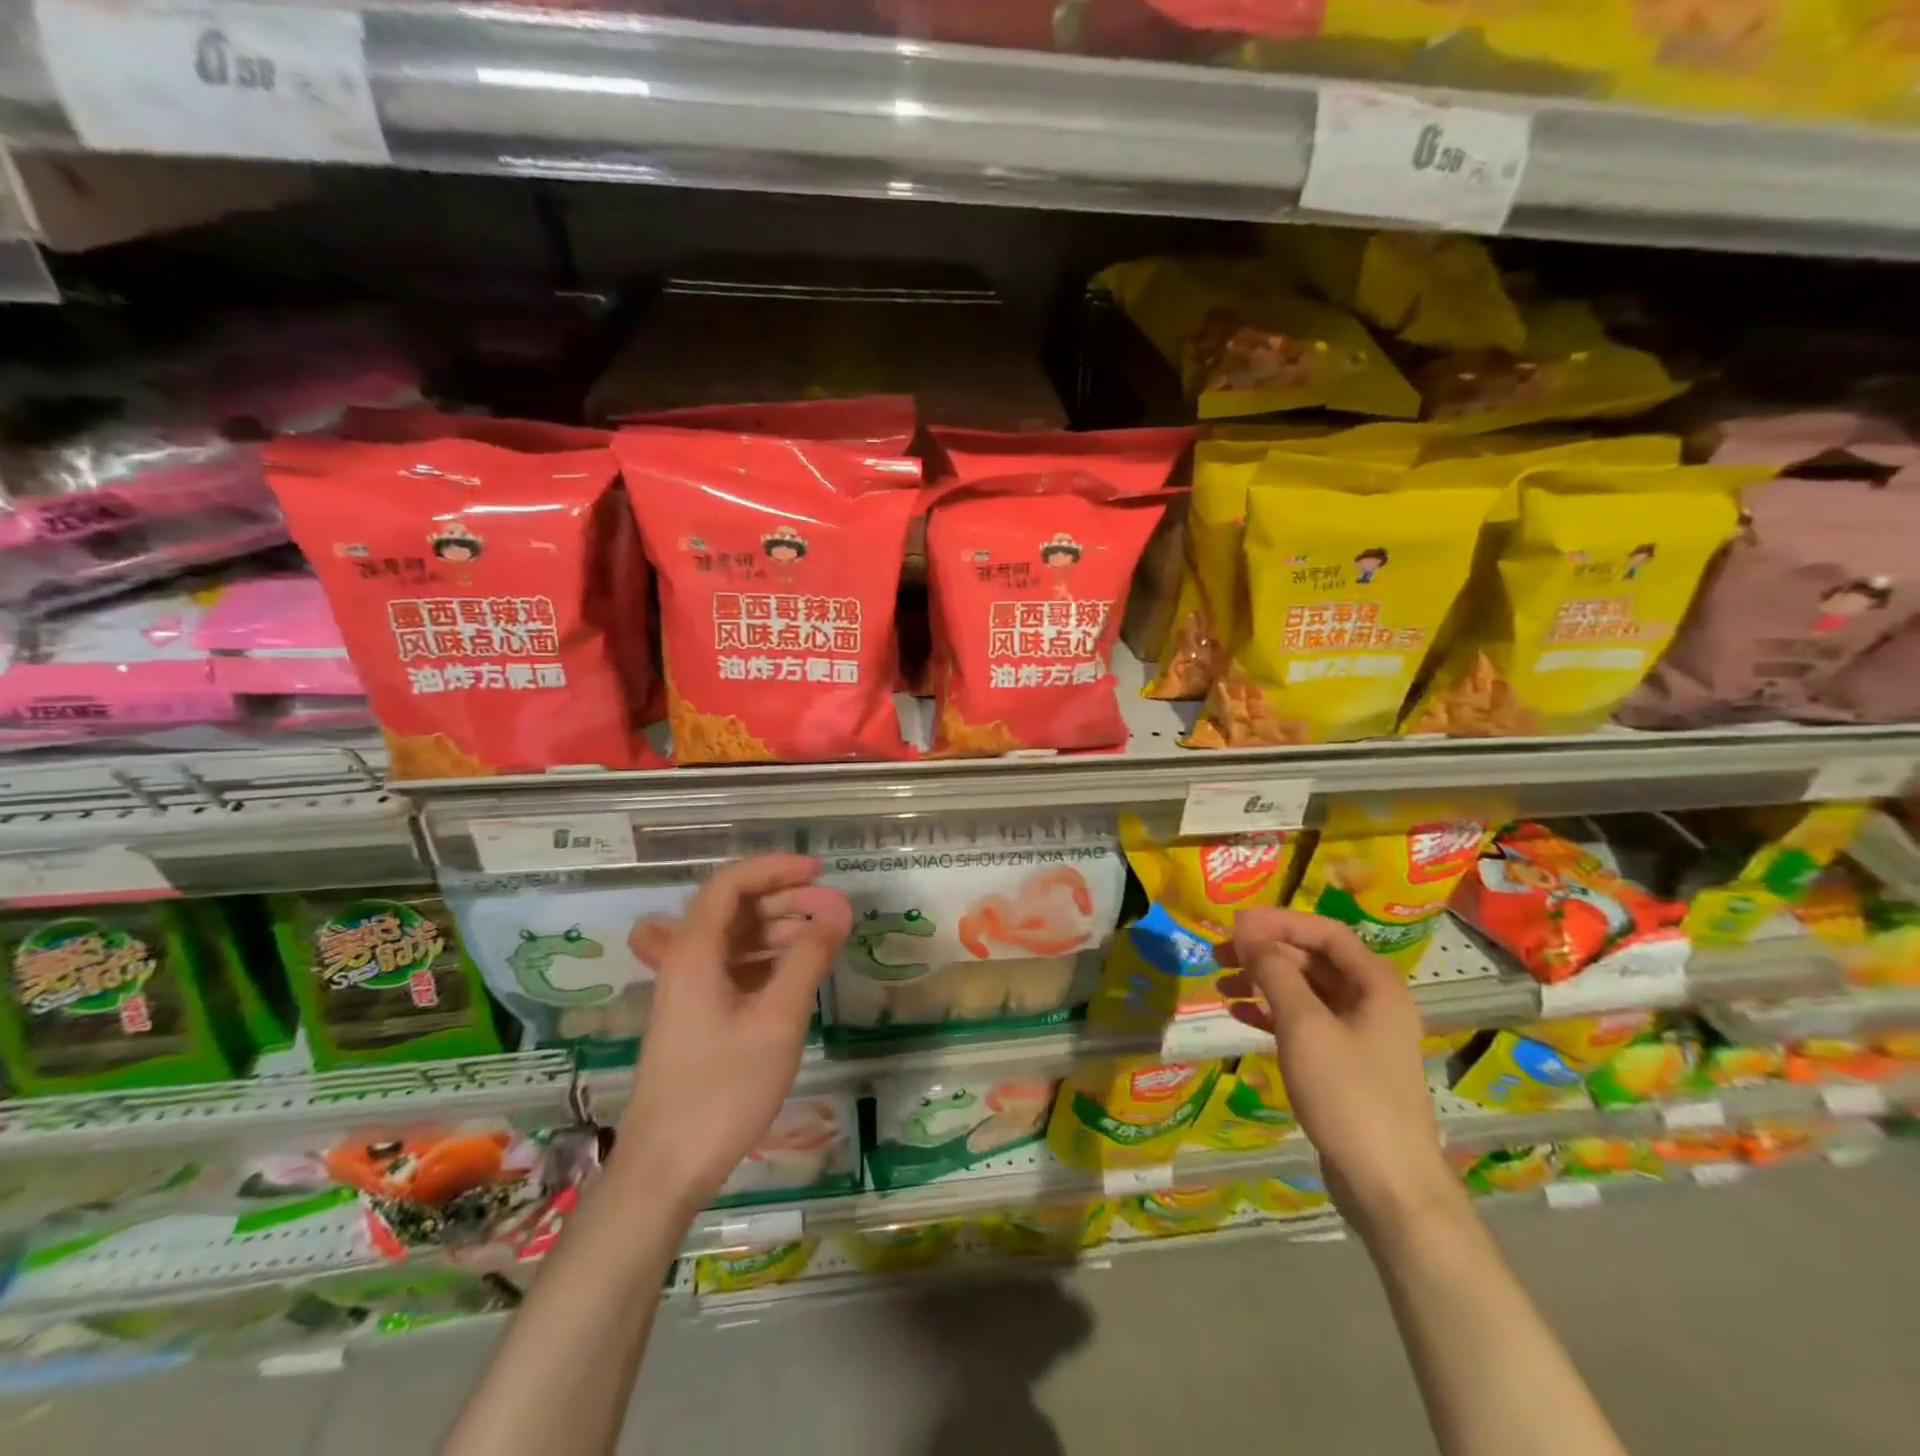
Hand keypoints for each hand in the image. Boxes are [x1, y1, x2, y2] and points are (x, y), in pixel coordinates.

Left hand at [612, 854, 850, 1220]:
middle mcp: (686, 960)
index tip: (820, 872)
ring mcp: (690, 989)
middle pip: (735, 908)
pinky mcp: (698, 1015)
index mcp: (695, 951)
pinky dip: (769, 960)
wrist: (666, 1169)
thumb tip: (838, 911)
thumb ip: (808, 959)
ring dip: (780, 929)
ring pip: (737, 938)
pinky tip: (799, 972)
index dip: (775, 869)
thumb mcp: (777, 1020)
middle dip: (786, 899)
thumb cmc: (722, 1090)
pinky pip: (736, 968)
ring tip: (825, 939)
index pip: (731, 883)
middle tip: (833, 910)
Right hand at [1219, 907, 1463, 1240]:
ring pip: (1304, 991)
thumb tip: (1247, 929)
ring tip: (1220, 986)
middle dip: (1265, 953)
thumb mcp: (1304, 1026)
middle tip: (1219, 955)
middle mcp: (1371, 1003)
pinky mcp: (1343, 1066)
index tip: (1235, 925)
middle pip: (1312, 960)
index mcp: (1376, 986)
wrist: (1388, 1187)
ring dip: (1262, 982)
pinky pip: (1303, 1023)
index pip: (1325, 933)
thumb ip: (1274, 971)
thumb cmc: (1349, 1095)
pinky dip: (1270, 1014)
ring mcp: (1358, 1036)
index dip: (1280, 922)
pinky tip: (1238, 1016)